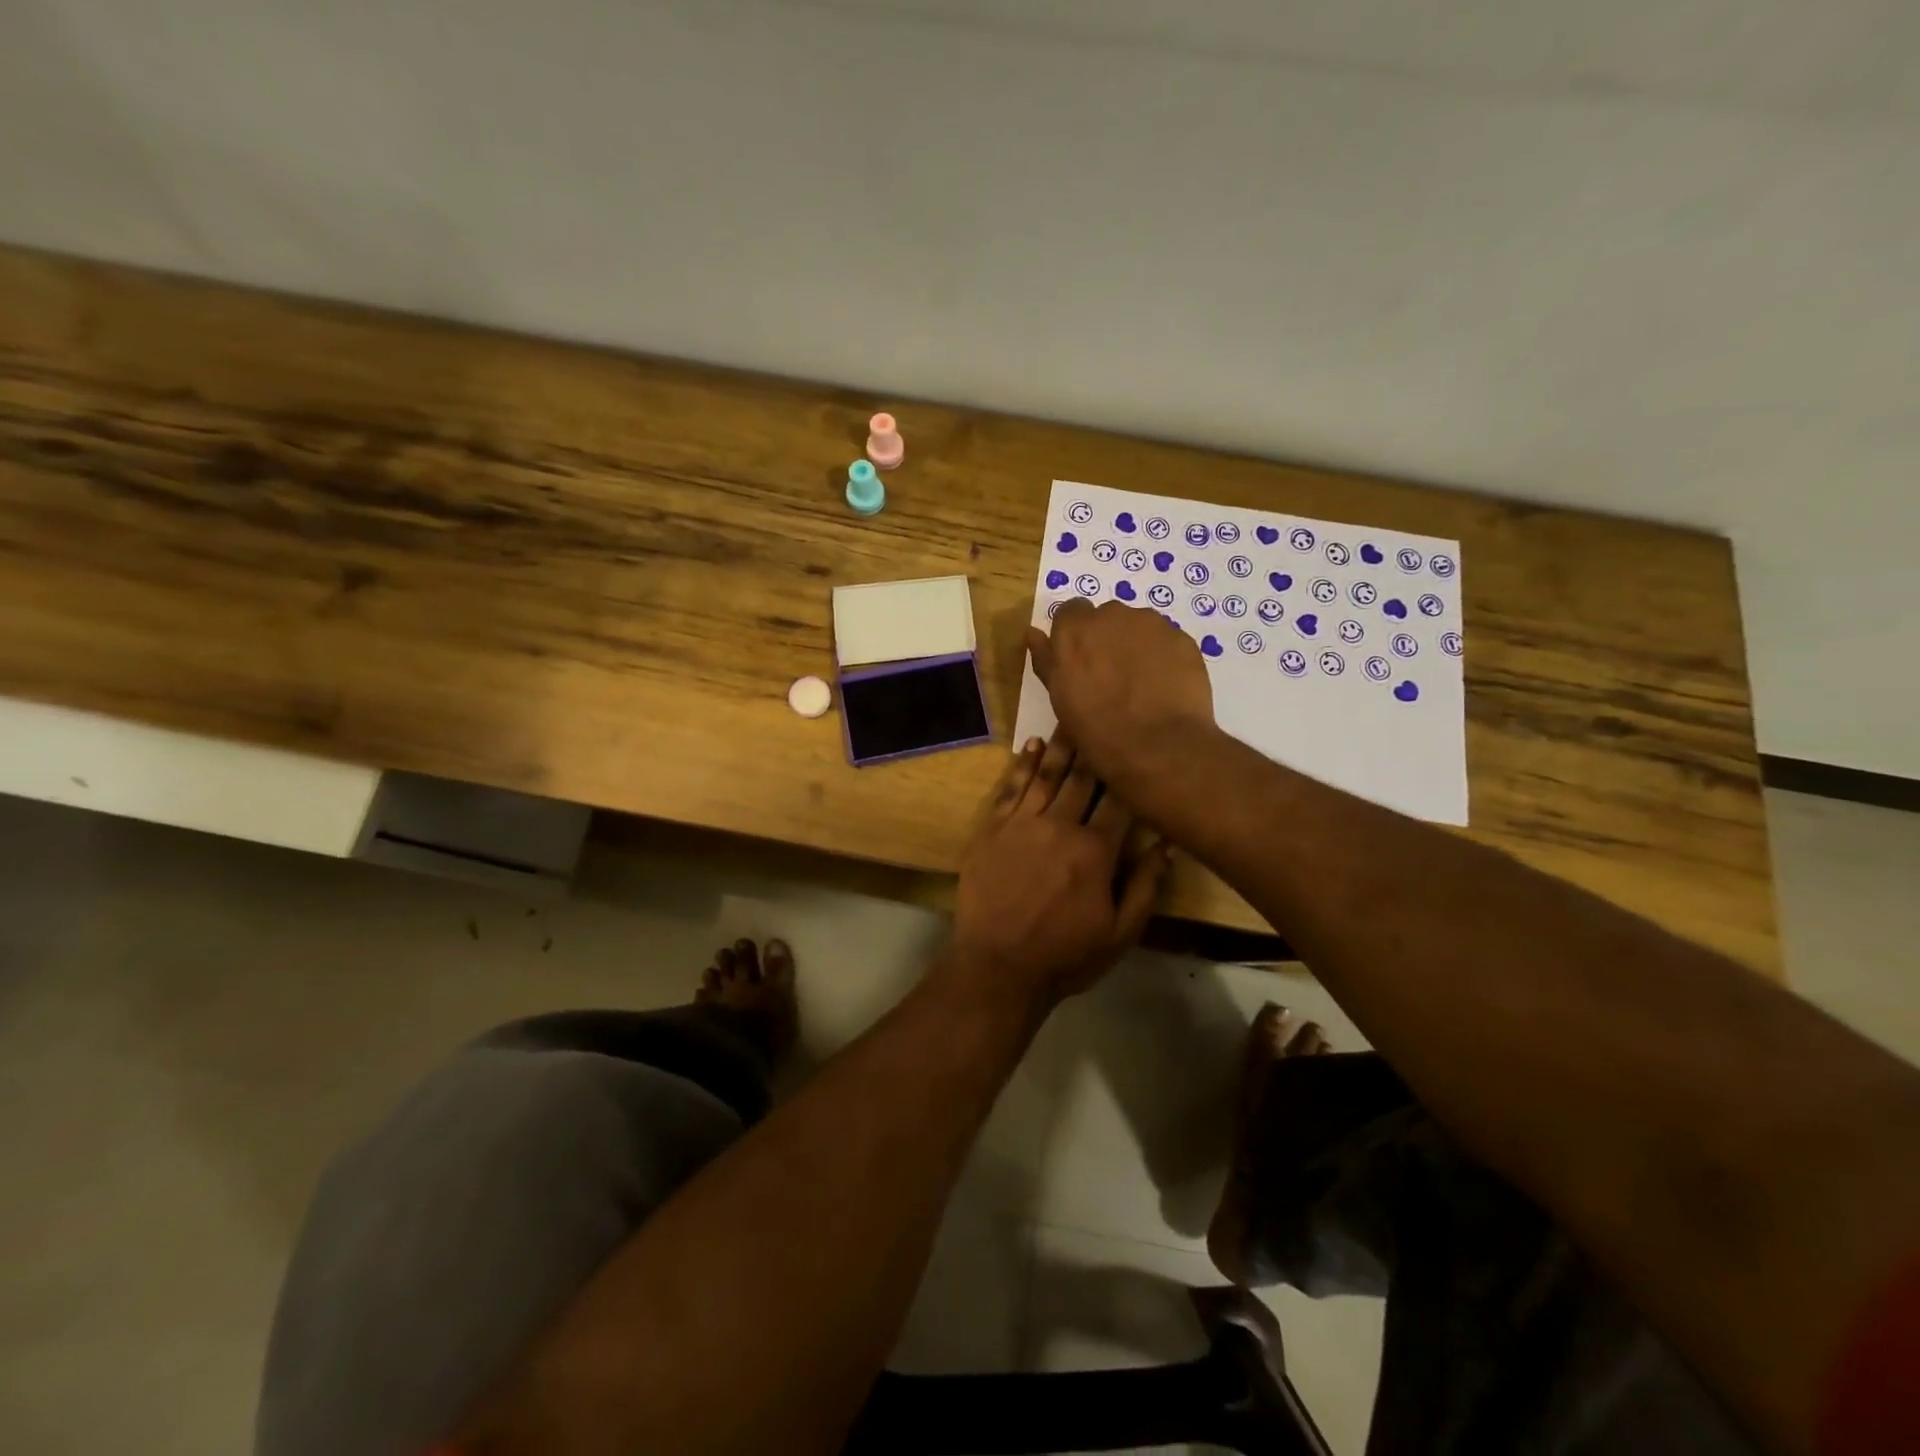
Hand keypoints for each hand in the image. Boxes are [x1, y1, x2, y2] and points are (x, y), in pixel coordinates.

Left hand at [950, 732, 1169, 1004]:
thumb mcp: (1120, 933)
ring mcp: (1022, 824)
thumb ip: (1146, 886)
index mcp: (1096, 851)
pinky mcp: (992, 829)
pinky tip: (1031, 746)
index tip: (1141, 746)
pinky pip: (1010, 788)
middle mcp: (1060, 826)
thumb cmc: (1065, 955)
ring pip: (1047, 775)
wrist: (998, 966)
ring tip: (1071, 717)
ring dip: (1061, 746)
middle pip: (1083, 778)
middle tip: (1106, 715)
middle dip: (1097, 747)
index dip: (1131, 772)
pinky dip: (1022, 765)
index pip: (1120, 800)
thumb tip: (1166, 843)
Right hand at [1026, 599, 1214, 790]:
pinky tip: (1164, 687)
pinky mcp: (1182, 638)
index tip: (1080, 661)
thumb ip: (1046, 659)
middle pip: (1107, 617)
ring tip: (1142, 685)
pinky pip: (1167, 641)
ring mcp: (1151, 624)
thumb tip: (1033, 632)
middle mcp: (1112, 614)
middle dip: (1108, 639)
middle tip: (1112, 677)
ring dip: (1137, 646)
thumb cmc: (1097, 728)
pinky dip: (1164, 657)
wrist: (1158, 746)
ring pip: (1140, 627)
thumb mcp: (1060, 697)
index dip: (1076, 636)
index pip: (1071, 612)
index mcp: (1074, 628)